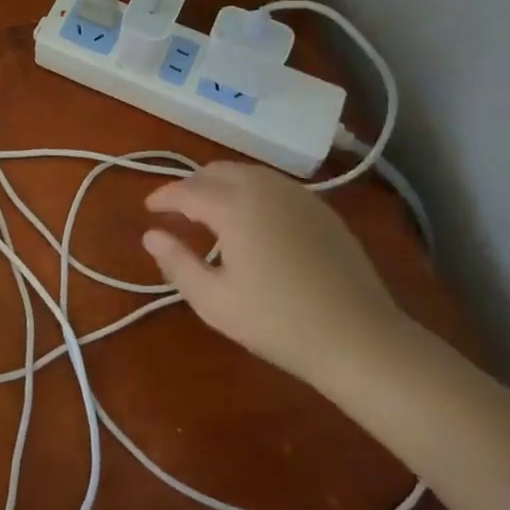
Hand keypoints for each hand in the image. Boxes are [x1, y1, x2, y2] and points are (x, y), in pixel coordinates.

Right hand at [142, 161, 407, 387]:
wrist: (360, 339)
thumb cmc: (278, 322)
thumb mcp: (214, 301)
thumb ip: (176, 263)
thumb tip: (150, 235)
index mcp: (234, 206)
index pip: (187, 189)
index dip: (163, 196)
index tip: (149, 209)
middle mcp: (264, 188)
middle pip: (216, 171)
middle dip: (191, 185)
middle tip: (177, 209)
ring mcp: (298, 195)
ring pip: (247, 173)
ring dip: (221, 184)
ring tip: (210, 211)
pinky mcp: (321, 209)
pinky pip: (273, 185)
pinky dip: (250, 191)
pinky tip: (252, 219)